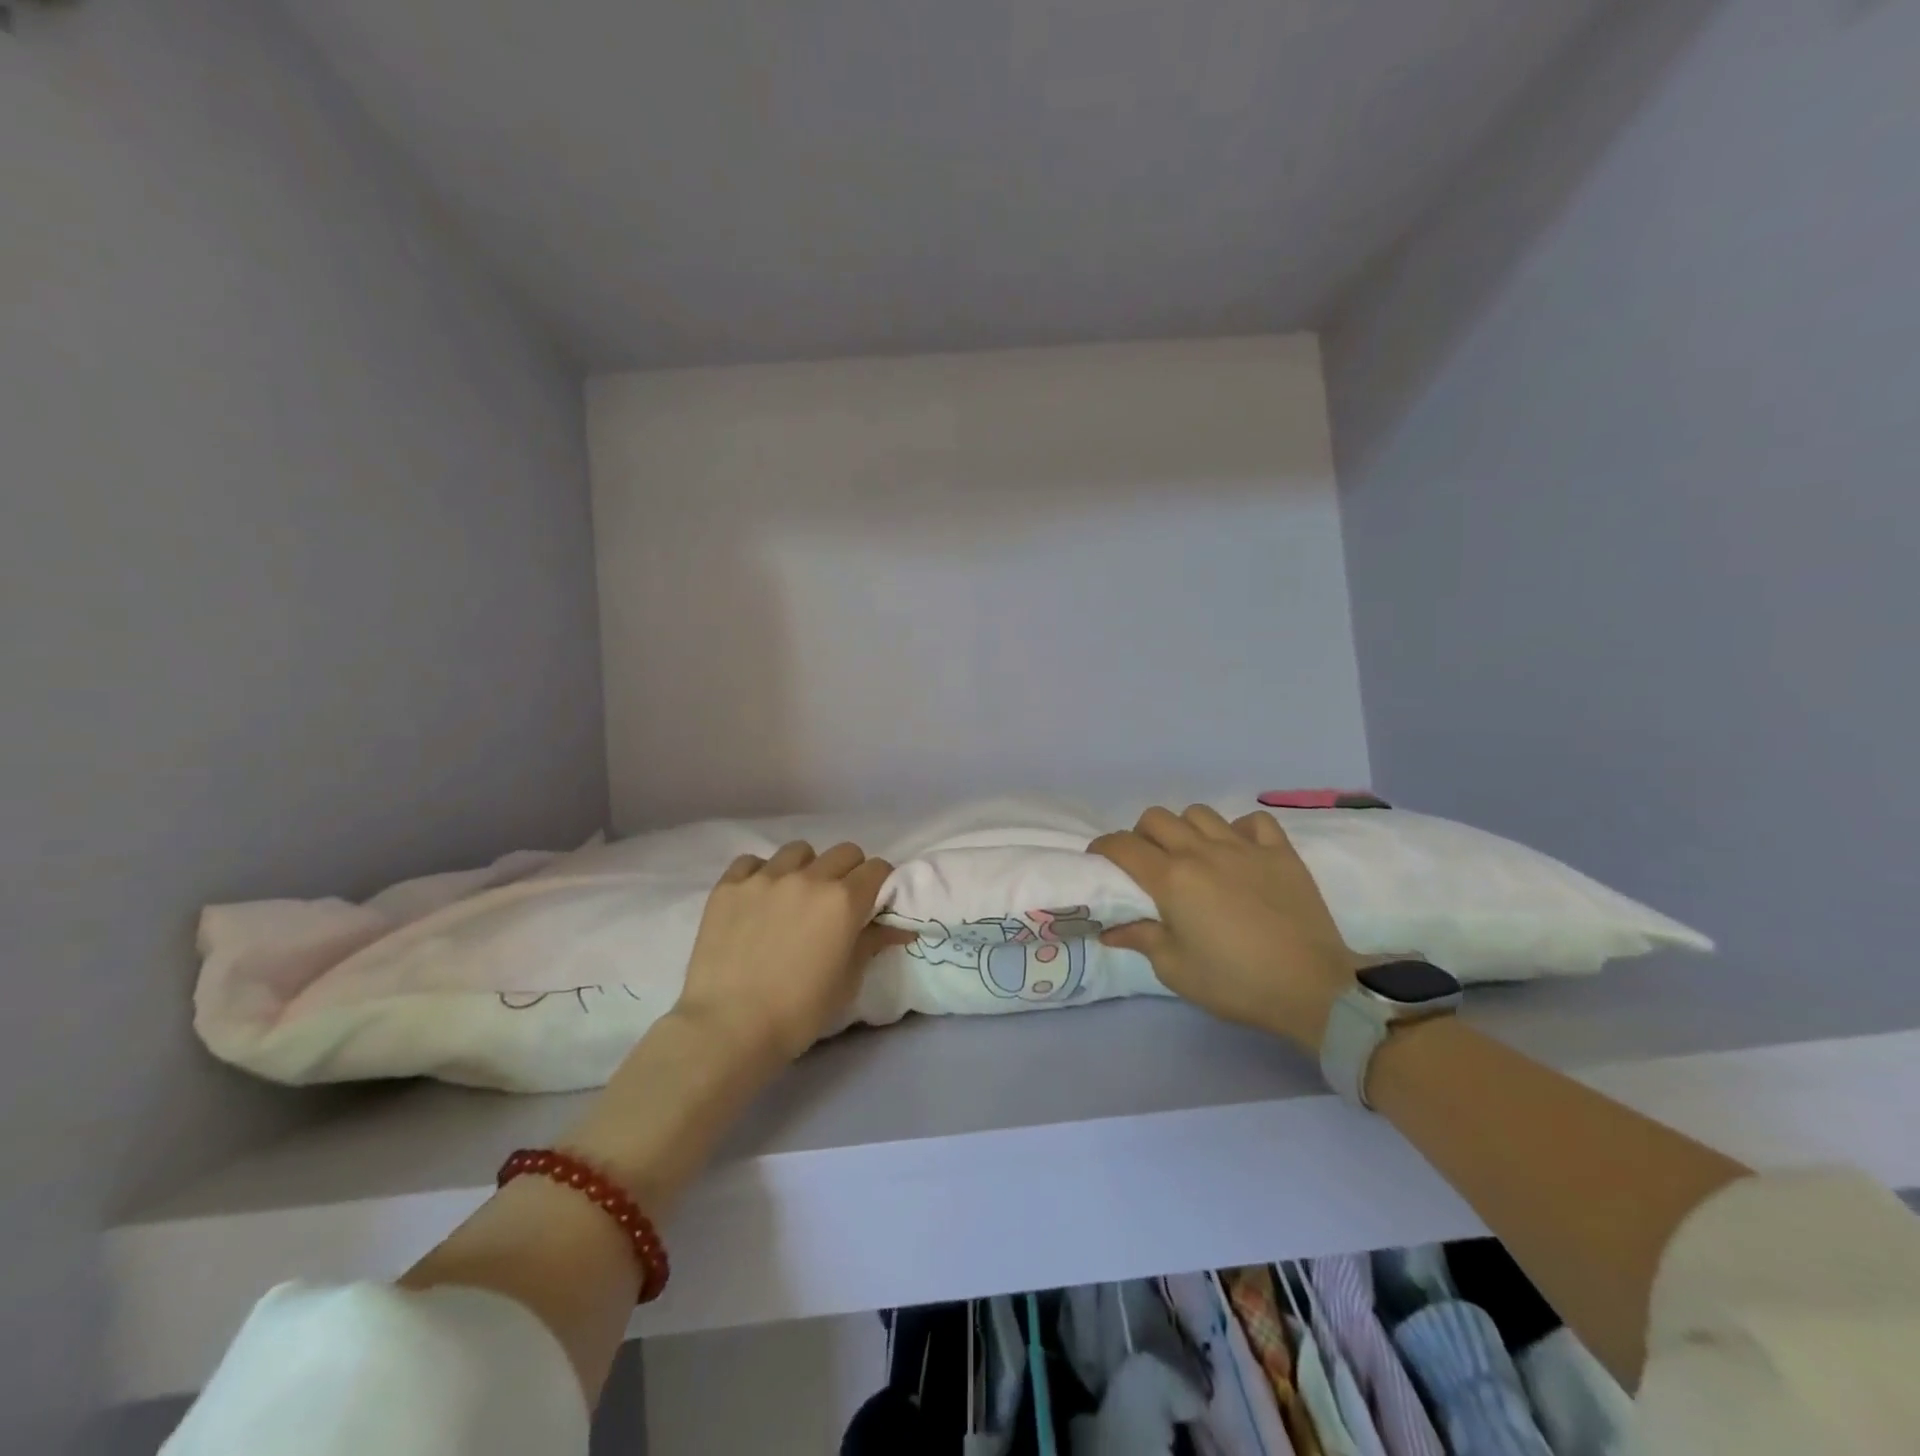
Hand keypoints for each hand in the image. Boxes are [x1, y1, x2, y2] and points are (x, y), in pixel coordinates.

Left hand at [671, 840, 910, 1065]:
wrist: (728, 1028)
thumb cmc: (798, 1012)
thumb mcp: (847, 982)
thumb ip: (872, 943)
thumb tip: (898, 928)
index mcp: (844, 900)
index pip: (878, 868)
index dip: (881, 883)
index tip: (874, 902)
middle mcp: (808, 878)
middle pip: (844, 852)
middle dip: (849, 872)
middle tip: (838, 902)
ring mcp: (765, 877)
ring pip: (799, 851)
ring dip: (806, 868)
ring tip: (795, 896)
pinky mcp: (729, 886)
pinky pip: (752, 862)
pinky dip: (761, 874)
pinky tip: (757, 900)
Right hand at [1091, 805, 1358, 1051]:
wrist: (1311, 988)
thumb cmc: (1235, 982)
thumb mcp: (1175, 969)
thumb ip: (1141, 939)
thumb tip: (1110, 929)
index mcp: (1171, 878)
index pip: (1123, 846)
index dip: (1103, 848)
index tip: (1099, 860)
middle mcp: (1202, 851)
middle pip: (1156, 818)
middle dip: (1141, 835)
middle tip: (1147, 863)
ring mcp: (1244, 847)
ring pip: (1199, 813)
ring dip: (1185, 829)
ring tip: (1192, 855)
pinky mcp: (1280, 852)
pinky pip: (1252, 822)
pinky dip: (1239, 830)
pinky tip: (1239, 853)